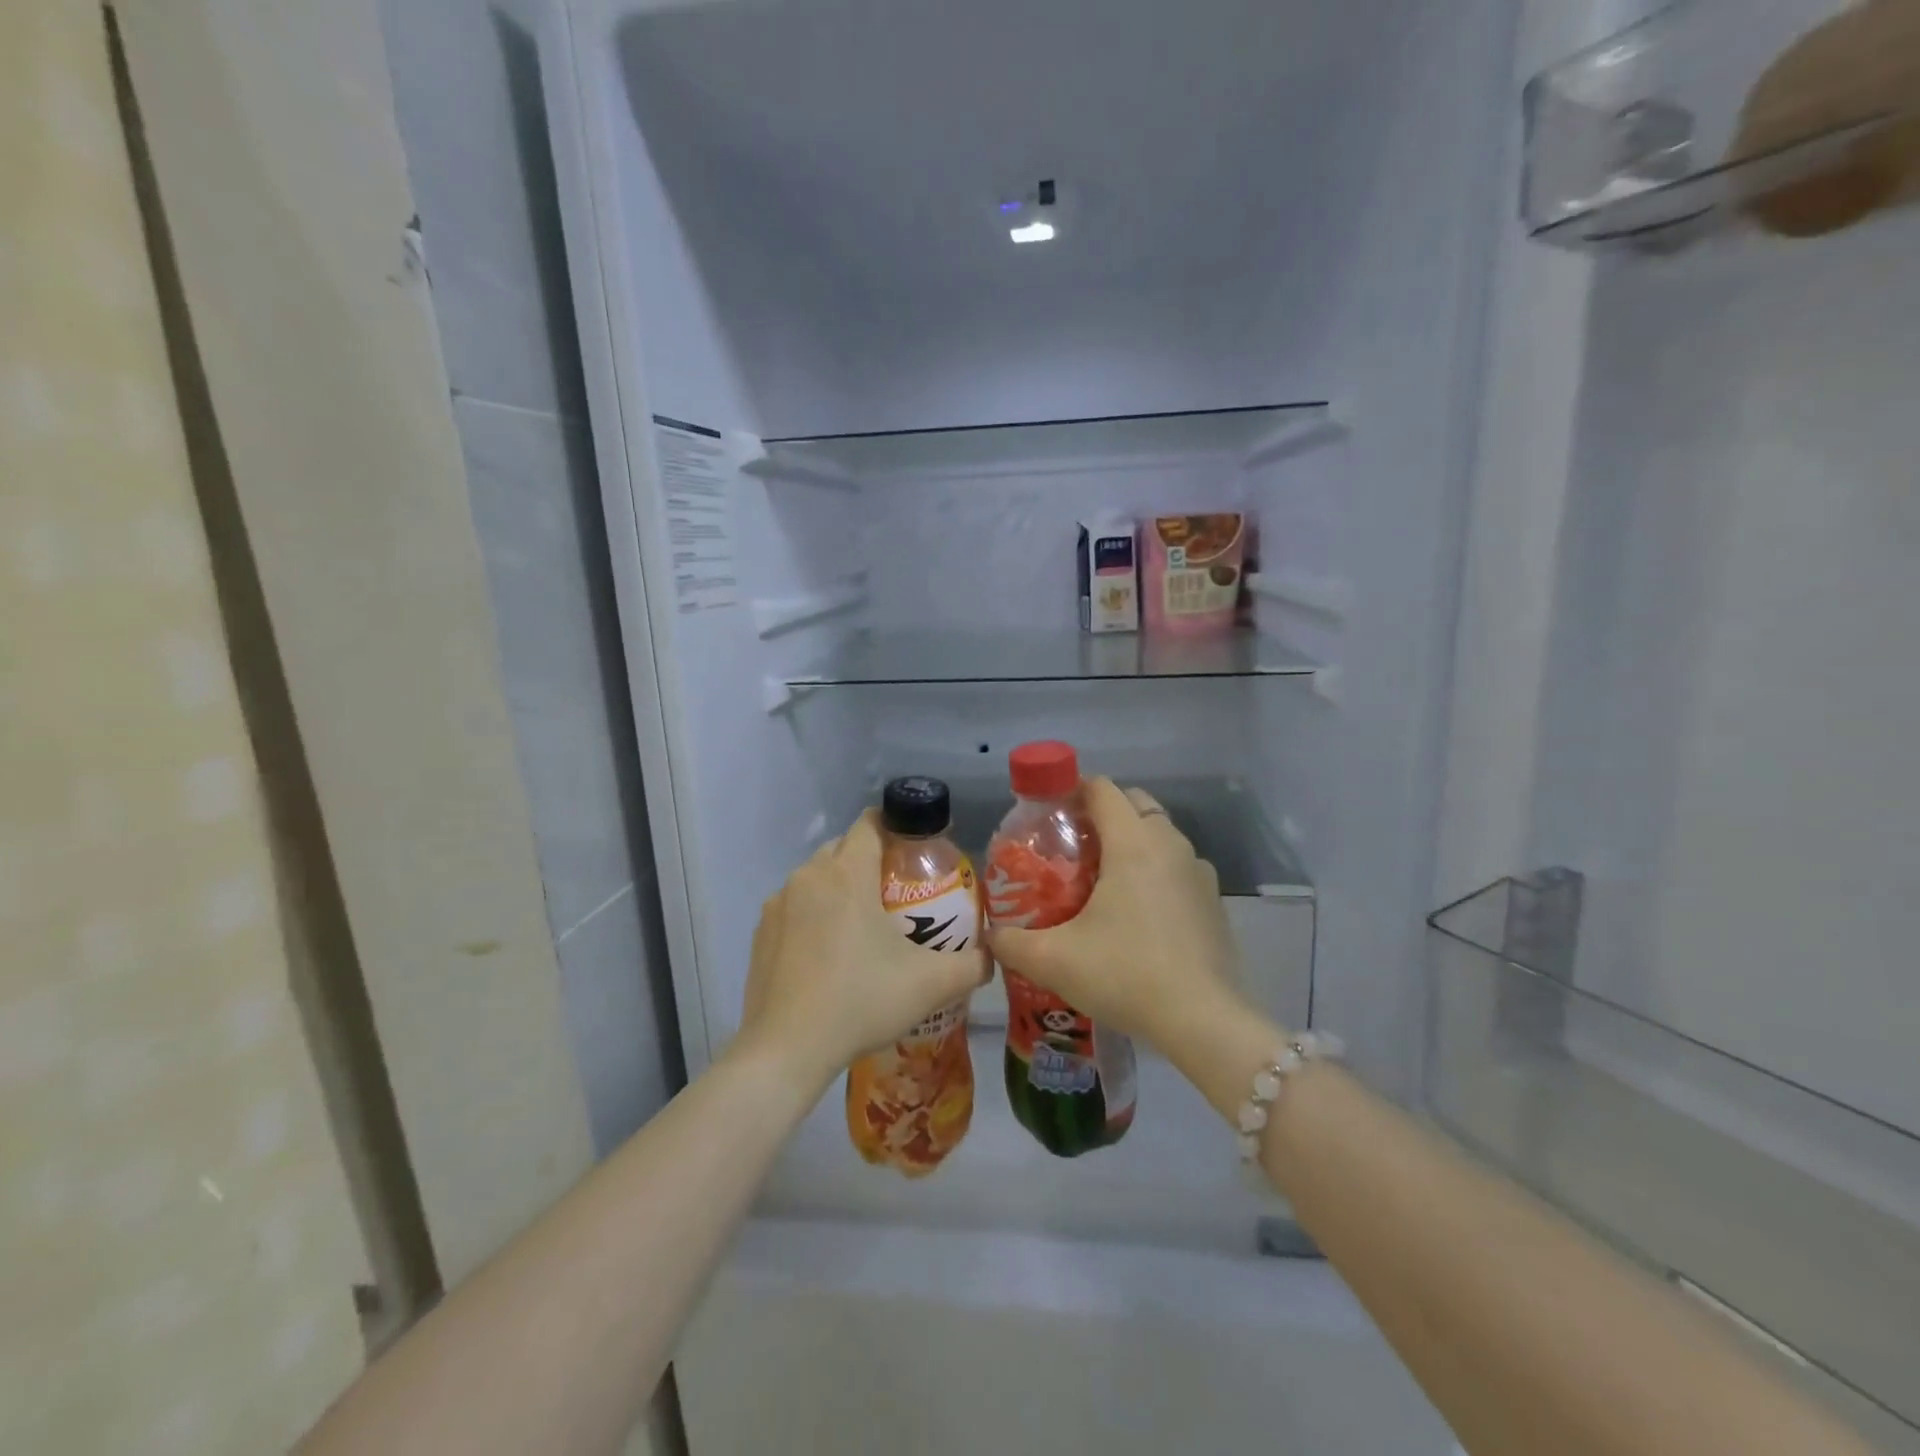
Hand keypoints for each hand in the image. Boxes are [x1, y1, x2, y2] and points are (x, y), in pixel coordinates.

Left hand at [736, 811, 988, 1089]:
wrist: (786, 1049)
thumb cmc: (861, 1001)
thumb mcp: (930, 984)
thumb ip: (972, 965)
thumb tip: (992, 956)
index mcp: (847, 873)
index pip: (870, 823)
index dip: (895, 827)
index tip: (914, 850)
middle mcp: (809, 876)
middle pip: (843, 847)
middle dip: (869, 859)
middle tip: (897, 892)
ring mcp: (778, 903)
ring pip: (816, 877)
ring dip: (838, 888)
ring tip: (862, 925)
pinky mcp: (760, 932)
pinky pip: (794, 907)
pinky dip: (813, 915)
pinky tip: (827, 954)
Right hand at [988, 779, 1247, 1051]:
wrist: (1203, 1022)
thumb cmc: (1125, 975)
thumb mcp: (1054, 961)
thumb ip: (1012, 943)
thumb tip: (990, 935)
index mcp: (1133, 843)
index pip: (1102, 788)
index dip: (1072, 790)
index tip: (1049, 812)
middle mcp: (1170, 845)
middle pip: (1134, 804)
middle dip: (1102, 814)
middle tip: (1072, 847)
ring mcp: (1198, 872)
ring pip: (1159, 836)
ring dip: (1131, 843)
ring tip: (1101, 881)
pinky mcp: (1214, 901)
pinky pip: (1177, 867)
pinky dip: (1155, 872)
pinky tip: (1137, 915)